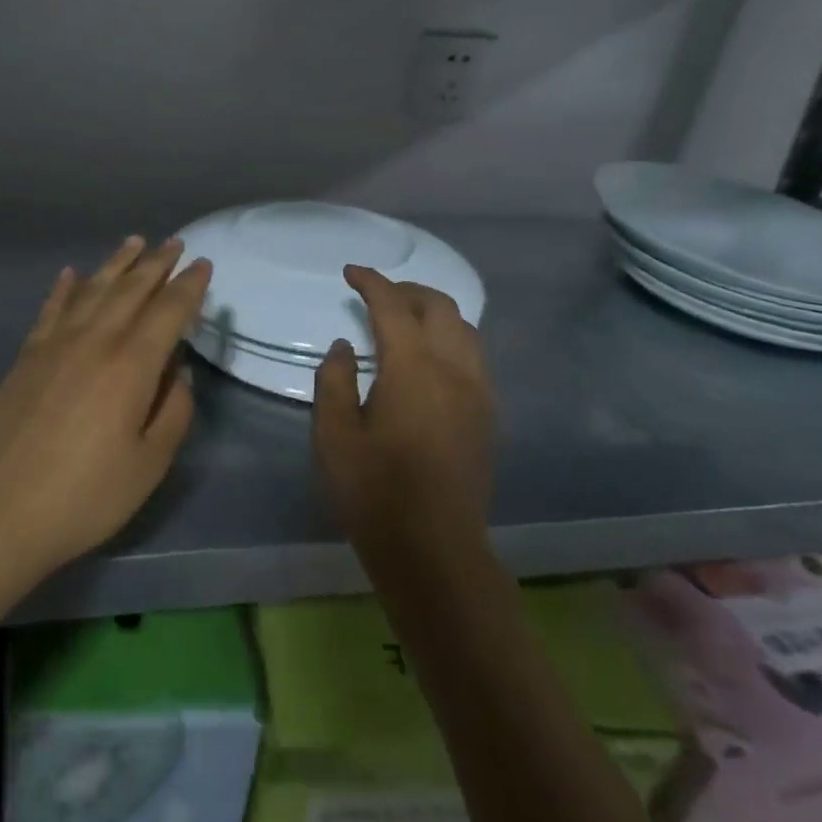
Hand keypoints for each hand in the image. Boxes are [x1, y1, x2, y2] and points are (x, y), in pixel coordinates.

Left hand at [0, 237, 210, 580]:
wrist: (1, 508)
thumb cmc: (86, 495)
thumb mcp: (149, 465)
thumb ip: (173, 412)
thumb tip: (179, 374)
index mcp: (131, 366)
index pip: (168, 311)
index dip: (189, 286)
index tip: (204, 265)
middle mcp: (95, 341)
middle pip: (131, 290)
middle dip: (157, 264)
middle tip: (175, 243)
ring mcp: (56, 344)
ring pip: (93, 289)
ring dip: (117, 263)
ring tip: (135, 242)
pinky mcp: (27, 355)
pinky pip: (51, 308)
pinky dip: (66, 287)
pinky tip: (72, 273)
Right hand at [313, 265, 495, 549]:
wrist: (434, 548)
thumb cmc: (374, 491)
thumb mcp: (333, 435)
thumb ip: (335, 381)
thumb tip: (345, 347)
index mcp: (413, 368)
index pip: (393, 307)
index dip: (371, 282)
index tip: (351, 273)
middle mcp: (454, 369)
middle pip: (440, 307)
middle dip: (407, 291)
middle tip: (377, 295)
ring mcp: (478, 392)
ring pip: (465, 329)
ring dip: (434, 313)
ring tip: (405, 321)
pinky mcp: (488, 415)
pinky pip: (474, 356)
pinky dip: (451, 339)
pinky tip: (430, 359)